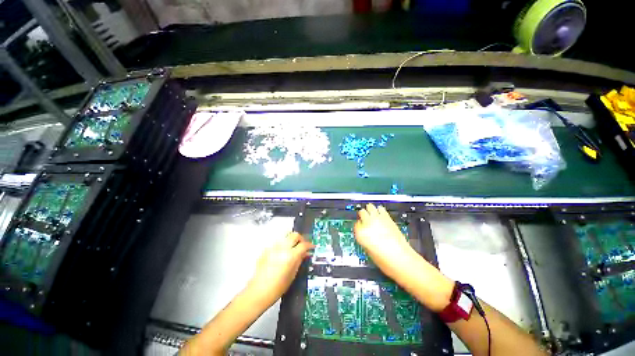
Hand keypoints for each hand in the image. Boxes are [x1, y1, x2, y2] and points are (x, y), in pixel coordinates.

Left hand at [248, 232, 313, 304]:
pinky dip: (282, 245)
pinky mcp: (266, 249)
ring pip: (286, 236)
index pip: (303, 245)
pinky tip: (282, 254)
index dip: (309, 245)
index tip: (311, 247)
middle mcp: (282, 248)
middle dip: (300, 239)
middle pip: (294, 235)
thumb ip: (299, 261)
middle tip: (302, 246)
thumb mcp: (292, 275)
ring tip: (292, 249)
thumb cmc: (277, 288)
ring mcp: (273, 247)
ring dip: (291, 241)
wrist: (258, 292)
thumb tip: (305, 253)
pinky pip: (278, 242)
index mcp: (290, 256)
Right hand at [354, 203, 417, 279]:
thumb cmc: (384, 260)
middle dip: (363, 215)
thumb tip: (365, 233)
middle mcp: (367, 223)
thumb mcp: (368, 250)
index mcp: (360, 233)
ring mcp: (377, 219)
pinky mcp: (387, 217)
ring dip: (370, 210)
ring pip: (370, 207)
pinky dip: (379, 210)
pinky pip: (381, 209)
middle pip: (362, 212)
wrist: (401, 260)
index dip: (359, 226)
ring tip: (372, 213)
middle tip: (365, 218)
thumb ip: (365, 238)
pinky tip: (381, 214)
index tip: (361, 227)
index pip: (356, 224)